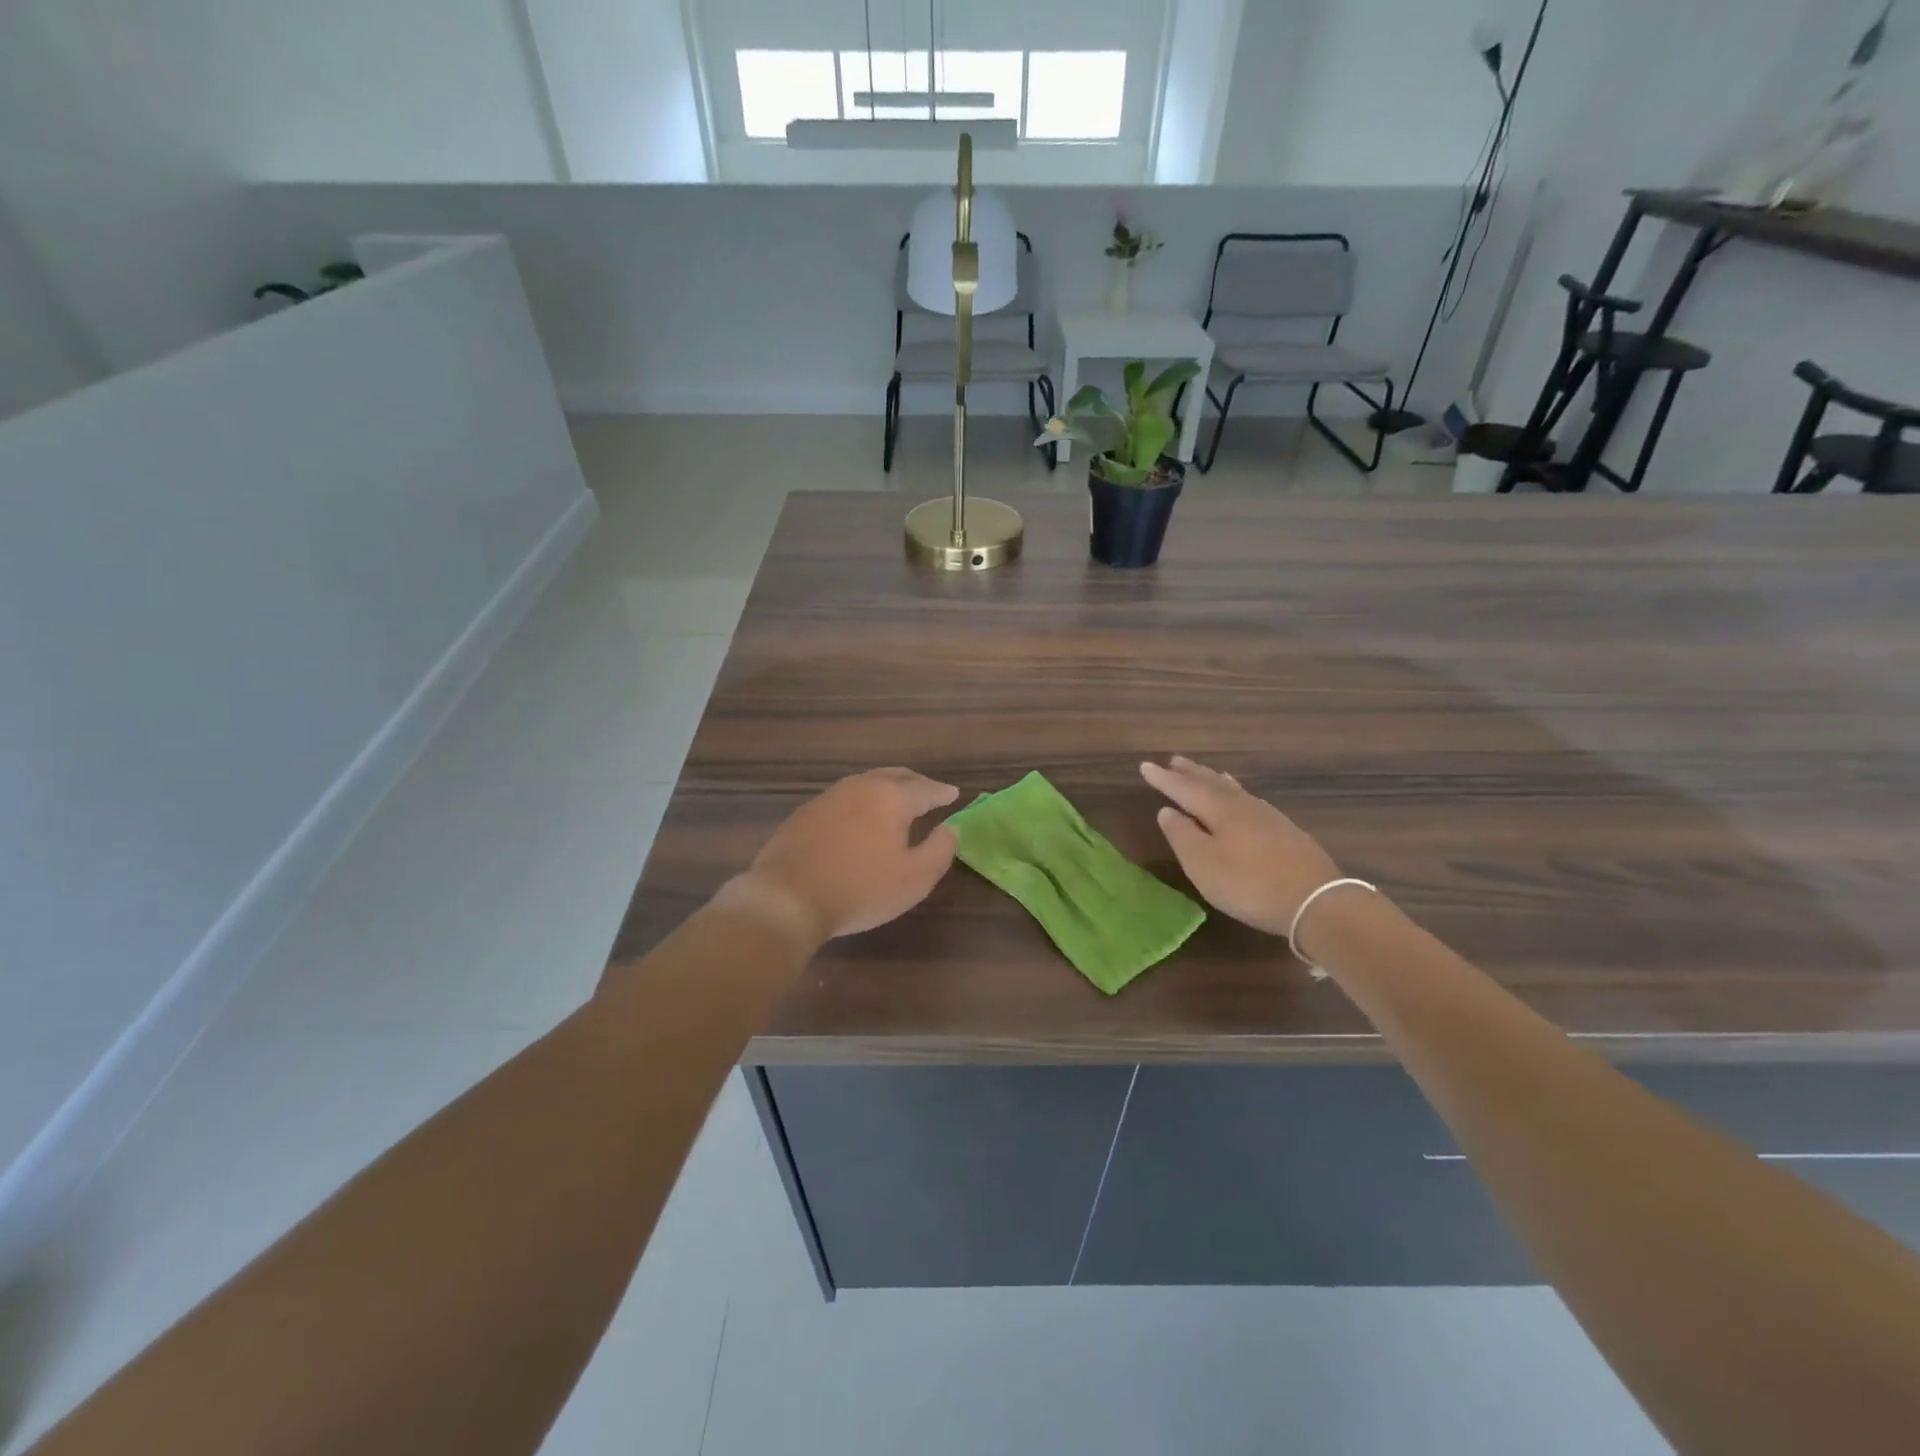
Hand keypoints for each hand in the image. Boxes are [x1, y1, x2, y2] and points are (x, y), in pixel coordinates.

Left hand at [729, 768, 959, 941]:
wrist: (787, 898)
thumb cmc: (860, 889)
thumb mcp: (915, 878)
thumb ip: (941, 850)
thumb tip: (951, 828)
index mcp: (892, 797)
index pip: (925, 788)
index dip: (942, 792)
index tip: (954, 794)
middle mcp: (861, 787)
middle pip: (895, 776)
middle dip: (915, 782)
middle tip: (929, 791)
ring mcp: (829, 796)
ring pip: (866, 783)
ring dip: (886, 788)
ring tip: (896, 800)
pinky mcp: (806, 812)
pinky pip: (844, 797)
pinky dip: (861, 801)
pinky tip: (859, 817)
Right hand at [1140, 756, 1340, 935]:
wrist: (1317, 901)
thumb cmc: (1249, 884)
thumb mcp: (1204, 864)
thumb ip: (1182, 835)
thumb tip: (1167, 810)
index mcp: (1219, 810)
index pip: (1184, 789)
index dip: (1164, 779)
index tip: (1145, 766)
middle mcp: (1243, 806)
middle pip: (1212, 783)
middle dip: (1191, 773)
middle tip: (1175, 760)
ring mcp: (1268, 817)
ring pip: (1234, 790)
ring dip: (1215, 780)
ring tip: (1207, 772)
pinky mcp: (1286, 832)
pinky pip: (1251, 801)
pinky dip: (1237, 794)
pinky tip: (1242, 801)